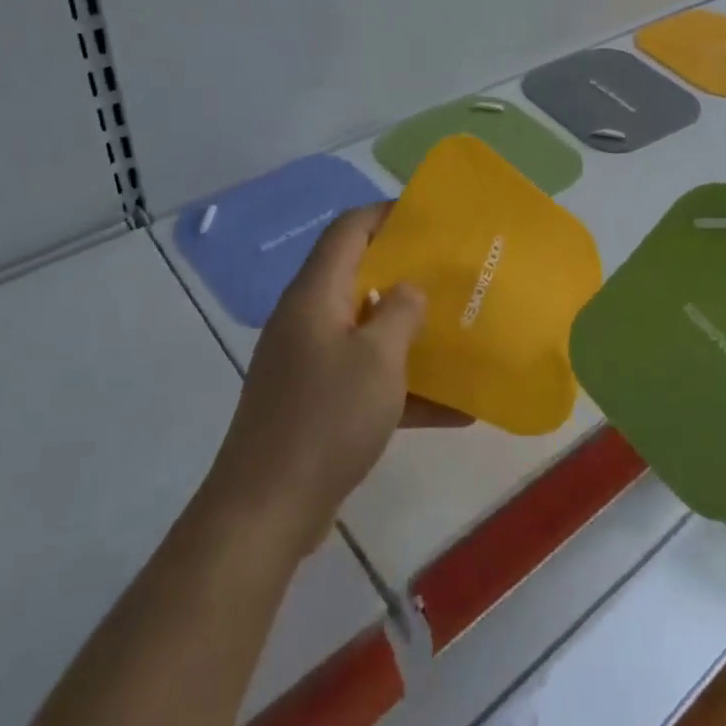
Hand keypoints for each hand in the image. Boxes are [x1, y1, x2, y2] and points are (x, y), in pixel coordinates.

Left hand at [209, 204, 467, 557]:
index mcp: (316, 296)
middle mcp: (308, 321)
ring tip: (459, 331)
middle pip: (358, 277)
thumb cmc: (325, 419)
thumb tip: (408, 289)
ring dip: (409, 333)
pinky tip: (455, 409)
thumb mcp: (377, 359)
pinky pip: (366, 379)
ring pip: (366, 331)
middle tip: (453, 274)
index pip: (348, 231)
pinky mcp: (315, 403)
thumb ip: (399, 312)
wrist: (266, 510)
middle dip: (407, 274)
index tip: (430, 218)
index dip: (386, 214)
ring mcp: (309, 364)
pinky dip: (404, 388)